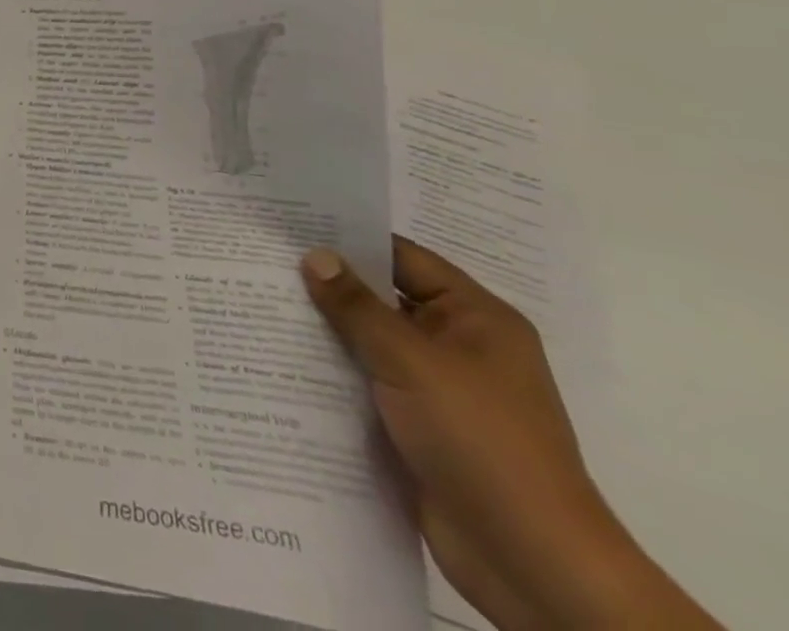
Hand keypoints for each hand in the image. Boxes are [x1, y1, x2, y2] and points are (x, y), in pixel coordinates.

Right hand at [302, 238, 719, 630]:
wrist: (529, 562)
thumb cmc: (480, 440)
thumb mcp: (410, 360)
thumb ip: (356, 305)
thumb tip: (314, 256)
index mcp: (476, 319)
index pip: (403, 257)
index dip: (349, 239)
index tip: (289, 225)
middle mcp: (460, 346)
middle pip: (383, 299)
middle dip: (328, 285)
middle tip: (261, 260)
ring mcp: (439, 390)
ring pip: (370, 343)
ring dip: (325, 330)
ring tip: (259, 302)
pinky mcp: (418, 427)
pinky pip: (367, 383)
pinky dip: (332, 372)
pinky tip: (281, 358)